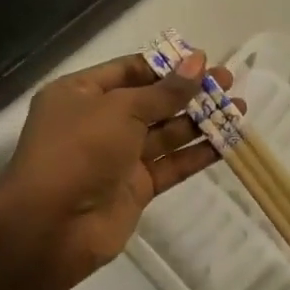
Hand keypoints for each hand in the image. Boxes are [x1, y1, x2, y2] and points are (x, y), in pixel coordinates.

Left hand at [0, 50, 238, 289]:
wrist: (50, 229)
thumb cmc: (78, 151)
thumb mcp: (121, 110)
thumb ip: (165, 91)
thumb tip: (198, 61)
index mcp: (82, 94)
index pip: (130, 70)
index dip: (167, 65)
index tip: (203, 61)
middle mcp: (99, 121)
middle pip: (152, 100)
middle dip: (190, 91)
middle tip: (228, 81)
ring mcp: (118, 156)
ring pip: (166, 132)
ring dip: (201, 121)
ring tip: (239, 107)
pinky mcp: (135, 187)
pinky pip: (171, 164)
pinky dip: (197, 154)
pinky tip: (228, 142)